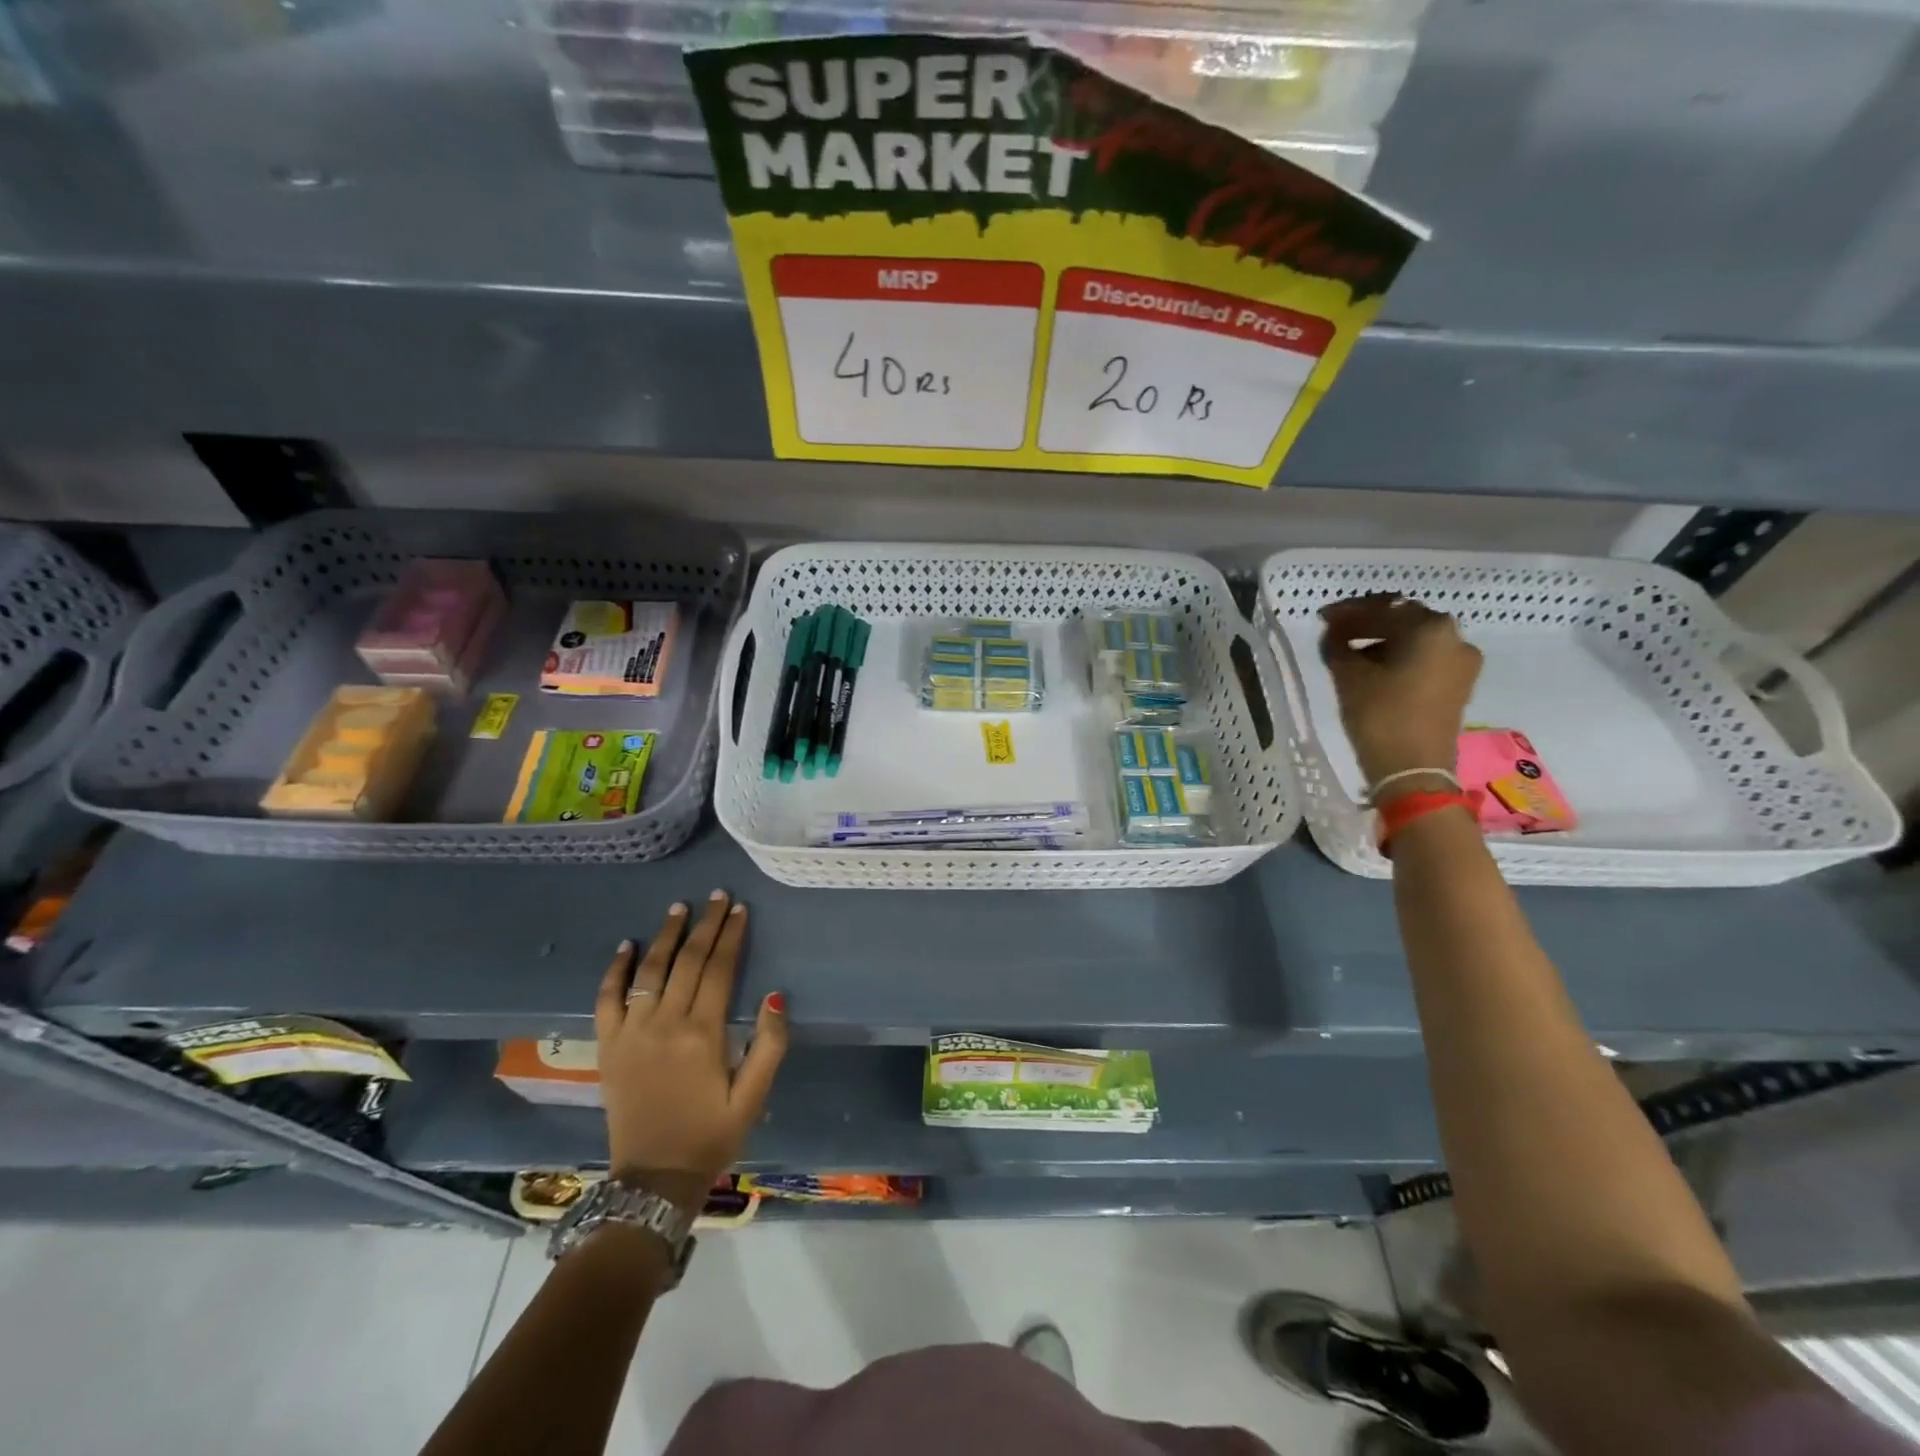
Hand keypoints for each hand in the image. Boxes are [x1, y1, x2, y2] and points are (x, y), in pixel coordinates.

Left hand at [593, 890, 787, 1214]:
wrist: (652, 1179)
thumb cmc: (710, 1135)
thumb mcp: (753, 1097)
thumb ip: (769, 1045)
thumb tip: (776, 995)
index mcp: (703, 1034)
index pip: (719, 969)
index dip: (731, 936)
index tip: (740, 909)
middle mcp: (665, 1024)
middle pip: (687, 961)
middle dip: (705, 925)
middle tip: (717, 896)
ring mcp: (631, 1033)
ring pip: (649, 971)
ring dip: (665, 936)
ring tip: (679, 908)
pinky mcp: (607, 1046)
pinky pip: (607, 999)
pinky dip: (616, 970)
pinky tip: (626, 946)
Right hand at [1318, 593, 1482, 791]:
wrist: (1413, 770)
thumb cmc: (1380, 716)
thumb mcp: (1348, 676)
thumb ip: (1338, 645)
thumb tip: (1334, 633)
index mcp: (1430, 628)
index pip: (1382, 608)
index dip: (1348, 612)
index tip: (1323, 617)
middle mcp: (1454, 637)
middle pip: (1404, 618)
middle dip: (1369, 622)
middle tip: (1337, 630)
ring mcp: (1462, 661)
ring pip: (1416, 639)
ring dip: (1384, 639)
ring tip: (1352, 651)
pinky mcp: (1460, 683)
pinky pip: (1426, 657)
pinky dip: (1400, 656)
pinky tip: (1375, 667)